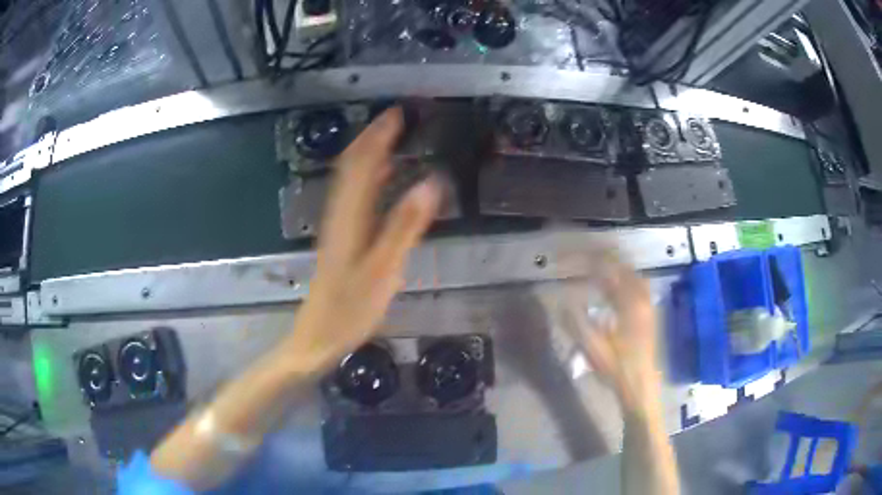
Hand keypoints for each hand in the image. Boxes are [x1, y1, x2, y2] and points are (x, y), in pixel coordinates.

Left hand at [282, 107, 441, 373]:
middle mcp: (340, 214)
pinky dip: (368, 178)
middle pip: (352, 165)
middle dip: (372, 137)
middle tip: (398, 117)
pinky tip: (382, 179)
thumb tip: (430, 182)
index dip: (378, 135)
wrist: (317, 338)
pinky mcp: (341, 240)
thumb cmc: (349, 310)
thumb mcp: (382, 271)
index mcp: (349, 217)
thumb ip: (404, 227)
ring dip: (369, 153)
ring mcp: (338, 227)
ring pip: (351, 179)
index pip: (362, 163)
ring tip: (392, 136)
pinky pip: (355, 197)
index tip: (398, 112)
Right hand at [550, 248, 660, 411]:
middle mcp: (642, 297)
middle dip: (597, 258)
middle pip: (620, 264)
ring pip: (629, 273)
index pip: (606, 268)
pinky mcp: (648, 312)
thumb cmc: (617, 369)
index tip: (564, 260)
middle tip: (575, 259)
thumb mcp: (593, 349)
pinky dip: (619, 278)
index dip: (584, 260)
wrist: (641, 387)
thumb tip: (563, 300)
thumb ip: (576, 322)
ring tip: (589, 268)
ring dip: (610, 267)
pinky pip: (634, 283)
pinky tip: (608, 288)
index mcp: (630, 302)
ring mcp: (647, 303)